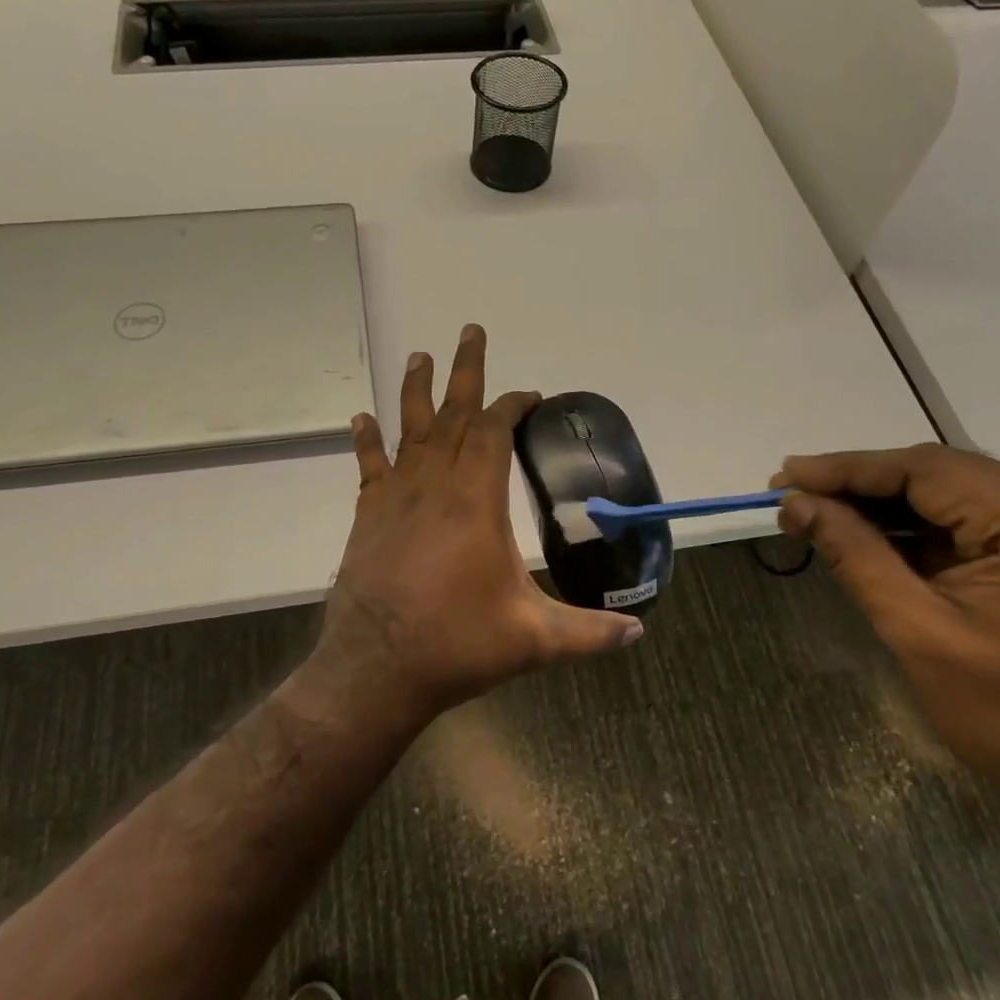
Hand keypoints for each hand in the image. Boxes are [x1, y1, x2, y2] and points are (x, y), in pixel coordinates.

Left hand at [318, 326, 643, 719]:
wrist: (376, 668)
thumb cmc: (457, 644)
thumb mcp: (534, 640)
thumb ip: (588, 633)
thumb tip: (638, 633)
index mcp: (476, 501)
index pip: (494, 433)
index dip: (512, 406)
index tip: (529, 394)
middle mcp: (435, 486)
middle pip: (452, 414)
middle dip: (466, 371)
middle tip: (471, 331)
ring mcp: (397, 498)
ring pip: (409, 430)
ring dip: (416, 390)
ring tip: (420, 355)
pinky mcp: (369, 516)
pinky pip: (369, 466)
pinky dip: (367, 440)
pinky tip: (361, 418)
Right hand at [772, 444, 999, 829]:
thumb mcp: (919, 633)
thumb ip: (856, 555)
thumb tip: (795, 504)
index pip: (931, 469)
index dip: (849, 468)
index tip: (786, 476)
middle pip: (944, 475)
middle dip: (862, 484)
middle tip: (792, 492)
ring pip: (955, 496)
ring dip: (885, 505)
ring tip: (816, 510)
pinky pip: (974, 523)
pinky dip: (917, 528)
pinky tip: (867, 534)